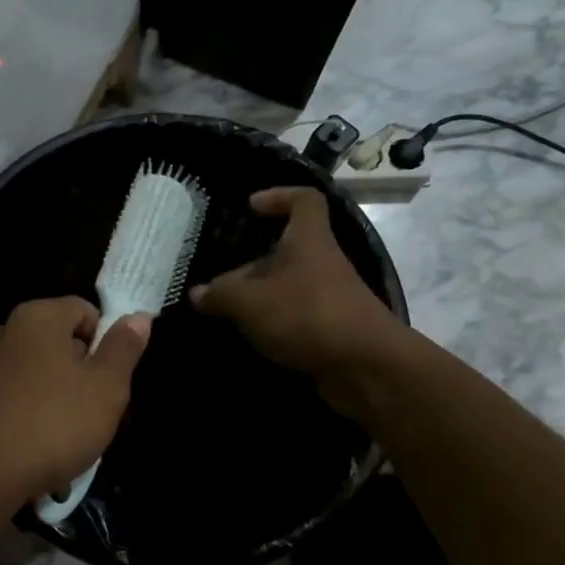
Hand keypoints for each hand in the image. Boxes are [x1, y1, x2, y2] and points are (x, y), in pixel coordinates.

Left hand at [0, 297, 150, 505]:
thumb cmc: (55, 422)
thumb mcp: (106, 386)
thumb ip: (124, 347)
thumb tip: (139, 316)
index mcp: (38, 316)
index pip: (86, 311)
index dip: (107, 342)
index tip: (113, 379)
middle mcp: (7, 330)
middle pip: (62, 341)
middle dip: (85, 372)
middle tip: (100, 411)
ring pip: (42, 371)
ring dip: (62, 396)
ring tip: (74, 435)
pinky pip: (19, 394)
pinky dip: (35, 412)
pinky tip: (43, 444)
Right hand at [190, 188, 409, 395]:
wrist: (367, 368)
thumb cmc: (308, 316)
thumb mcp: (251, 302)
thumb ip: (221, 295)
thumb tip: (197, 294)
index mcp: (308, 241)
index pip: (304, 201)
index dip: (278, 196)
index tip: (250, 208)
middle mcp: (321, 263)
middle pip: (284, 251)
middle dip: (249, 265)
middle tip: (217, 287)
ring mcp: (328, 297)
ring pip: (286, 286)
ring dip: (258, 298)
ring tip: (225, 315)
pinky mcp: (330, 329)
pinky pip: (294, 316)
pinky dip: (272, 323)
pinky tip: (249, 338)